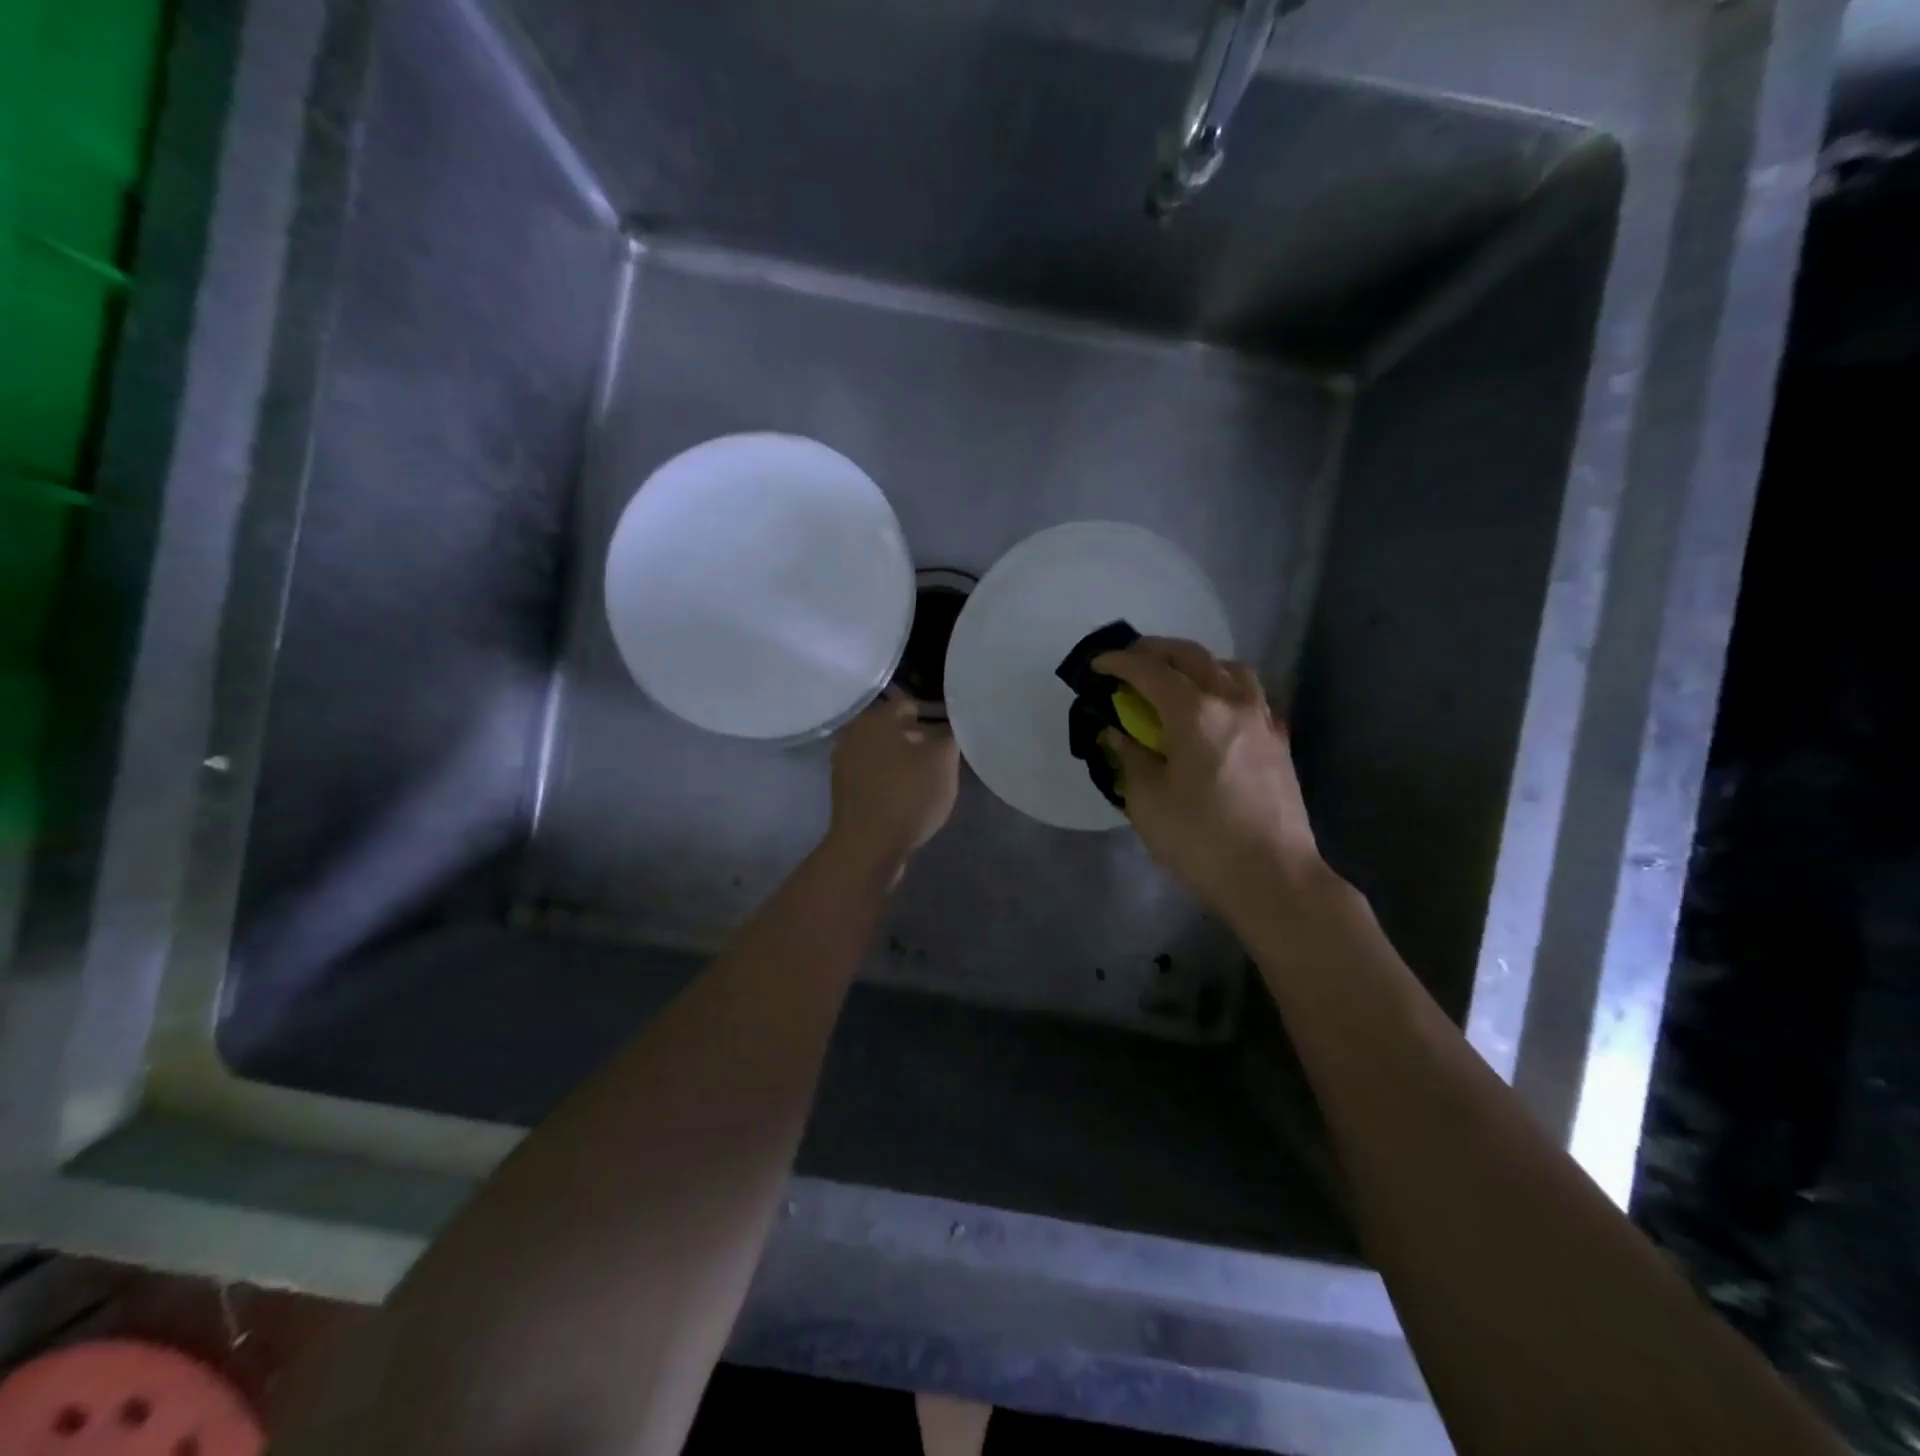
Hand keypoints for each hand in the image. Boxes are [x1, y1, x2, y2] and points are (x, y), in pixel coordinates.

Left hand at [826, 692, 959, 874]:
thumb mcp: (943, 761)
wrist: (867, 848)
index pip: (911, 705)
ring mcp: (845, 764)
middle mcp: (854, 734)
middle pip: (896, 730)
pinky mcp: (844, 791)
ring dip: (905, 762)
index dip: (937, 717)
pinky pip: (875, 776)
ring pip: (885, 753)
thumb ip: (952, 735)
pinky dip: (891, 780)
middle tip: (945, 759)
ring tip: (930, 779)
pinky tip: (908, 796)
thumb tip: (954, 725)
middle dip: (921, 740)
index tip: (955, 735)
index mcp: (875, 719)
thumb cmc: (908, 796)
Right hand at [1095, 638, 1326, 922]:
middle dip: (1155, 651)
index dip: (1118, 663)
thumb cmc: (1200, 840)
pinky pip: (1250, 694)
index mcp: (1193, 713)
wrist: (1273, 877)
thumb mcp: (1147, 801)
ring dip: (1196, 663)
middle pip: (1191, 656)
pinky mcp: (1278, 741)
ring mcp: (1261, 719)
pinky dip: (1224, 687)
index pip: (1148, 671)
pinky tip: (1214, 712)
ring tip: (1175, 680)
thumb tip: (1114, 734)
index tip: (1096, 666)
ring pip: (1229, 668)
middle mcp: (1230, 702)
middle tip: (1129, 661)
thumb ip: (1129, 758)